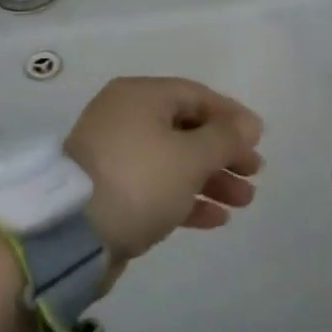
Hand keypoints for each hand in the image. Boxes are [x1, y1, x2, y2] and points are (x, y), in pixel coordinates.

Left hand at [67, 78, 263, 270]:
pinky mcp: (111, 191)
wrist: (72, 235)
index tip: (259, 141)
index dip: (232, 116)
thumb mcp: (190, 156)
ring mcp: (115, 155)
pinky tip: (216, 218)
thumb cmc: (139, 180)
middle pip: (186, 128)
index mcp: (140, 96)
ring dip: (211, 178)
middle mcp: (125, 117)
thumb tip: (248, 125)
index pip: (196, 96)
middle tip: (254, 174)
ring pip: (174, 160)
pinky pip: (157, 186)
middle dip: (224, 152)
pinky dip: (186, 198)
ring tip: (244, 201)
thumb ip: (225, 138)